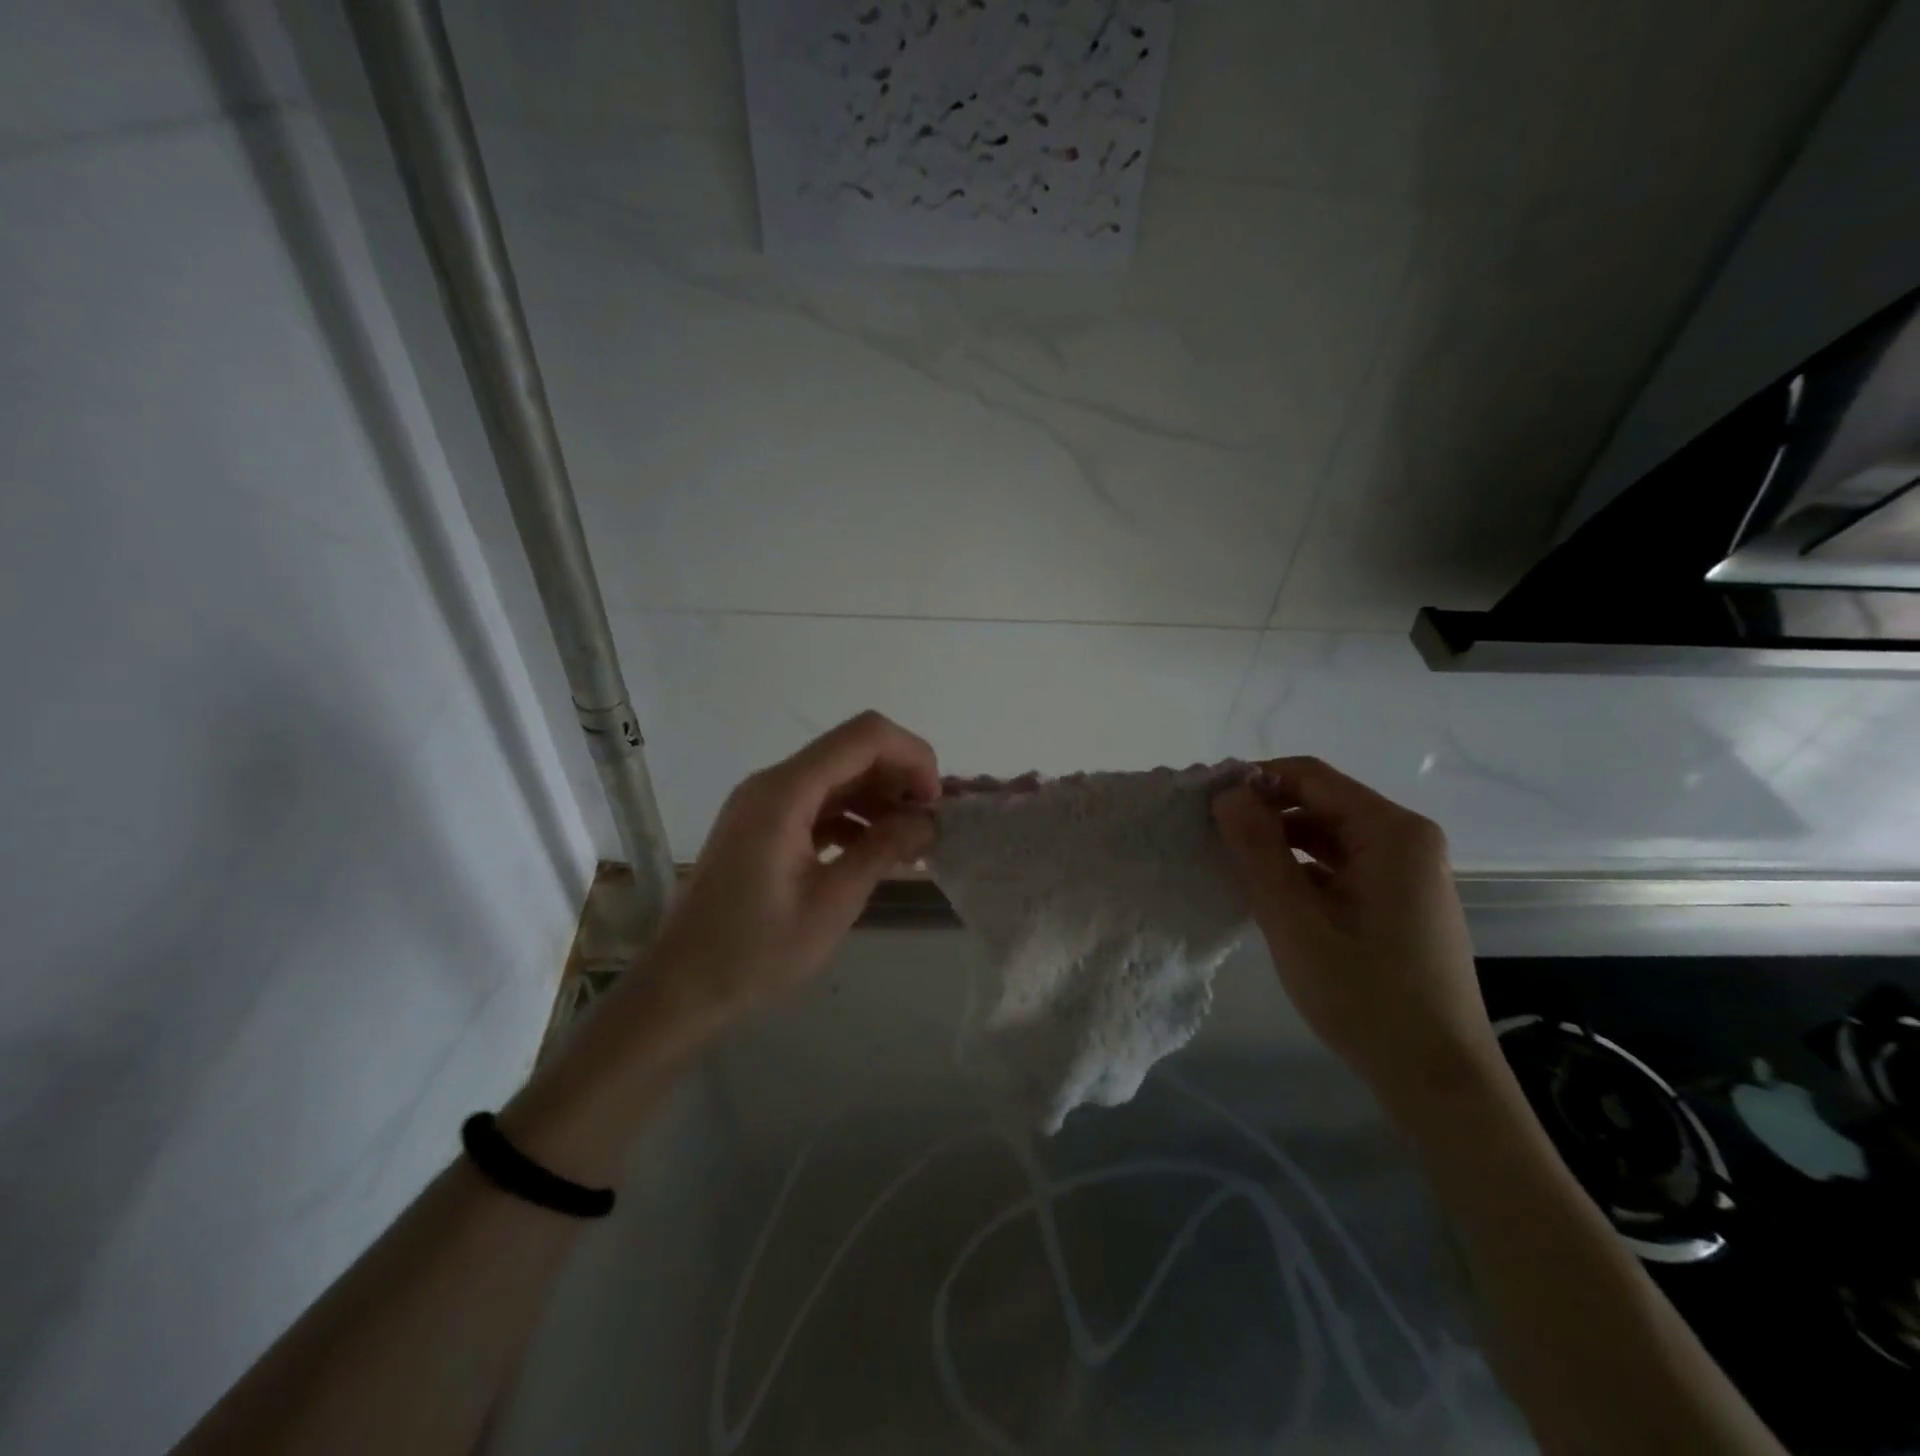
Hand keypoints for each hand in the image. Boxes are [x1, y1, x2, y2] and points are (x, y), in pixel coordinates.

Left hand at [649, 711, 939, 1020]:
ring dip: (880, 799)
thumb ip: (883, 850)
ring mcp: (765, 802)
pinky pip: (820, 802)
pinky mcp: (764, 824)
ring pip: (840, 776)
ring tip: (910, 845)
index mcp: (785, 792)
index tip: (934, 805)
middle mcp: (773, 783)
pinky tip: (877, 852)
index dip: (912, 757)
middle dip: (900, 778)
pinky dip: (854, 817)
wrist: (682, 986)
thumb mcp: (832, 903)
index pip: (865, 736)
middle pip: (853, 750)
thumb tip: (928, 820)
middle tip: (928, 828)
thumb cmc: (756, 951)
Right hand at [1210, 757, 1500, 1116]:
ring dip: (1279, 842)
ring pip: (1328, 834)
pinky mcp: (1400, 899)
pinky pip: (1341, 864)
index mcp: (1391, 833)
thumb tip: (1226, 792)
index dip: (1253, 781)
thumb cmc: (1366, 998)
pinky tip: (1268, 893)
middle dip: (1264, 813)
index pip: (1309, 776)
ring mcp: (1407, 870)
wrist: (1438, 1080)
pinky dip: (1302, 869)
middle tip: (1210, 836)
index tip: (1206, 805)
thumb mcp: (1296, 922)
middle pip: (1320, 801)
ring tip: (1231, 864)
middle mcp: (1406, 839)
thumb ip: (1258, 851)